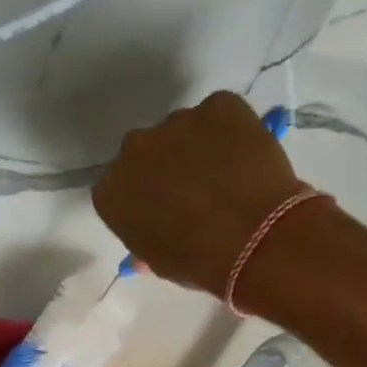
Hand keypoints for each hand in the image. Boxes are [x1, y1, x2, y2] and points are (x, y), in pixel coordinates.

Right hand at [92, 91, 312, 301]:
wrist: (255, 238)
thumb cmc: (198, 261)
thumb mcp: (160, 261)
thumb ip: (145, 239)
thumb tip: (151, 232)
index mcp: (111, 191)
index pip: (117, 189)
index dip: (142, 198)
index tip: (162, 211)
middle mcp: (134, 148)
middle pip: (145, 152)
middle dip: (164, 166)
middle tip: (193, 190)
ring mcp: (176, 121)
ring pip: (182, 131)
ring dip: (197, 147)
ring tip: (226, 175)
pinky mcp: (218, 105)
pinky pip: (220, 113)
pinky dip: (230, 130)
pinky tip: (245, 157)